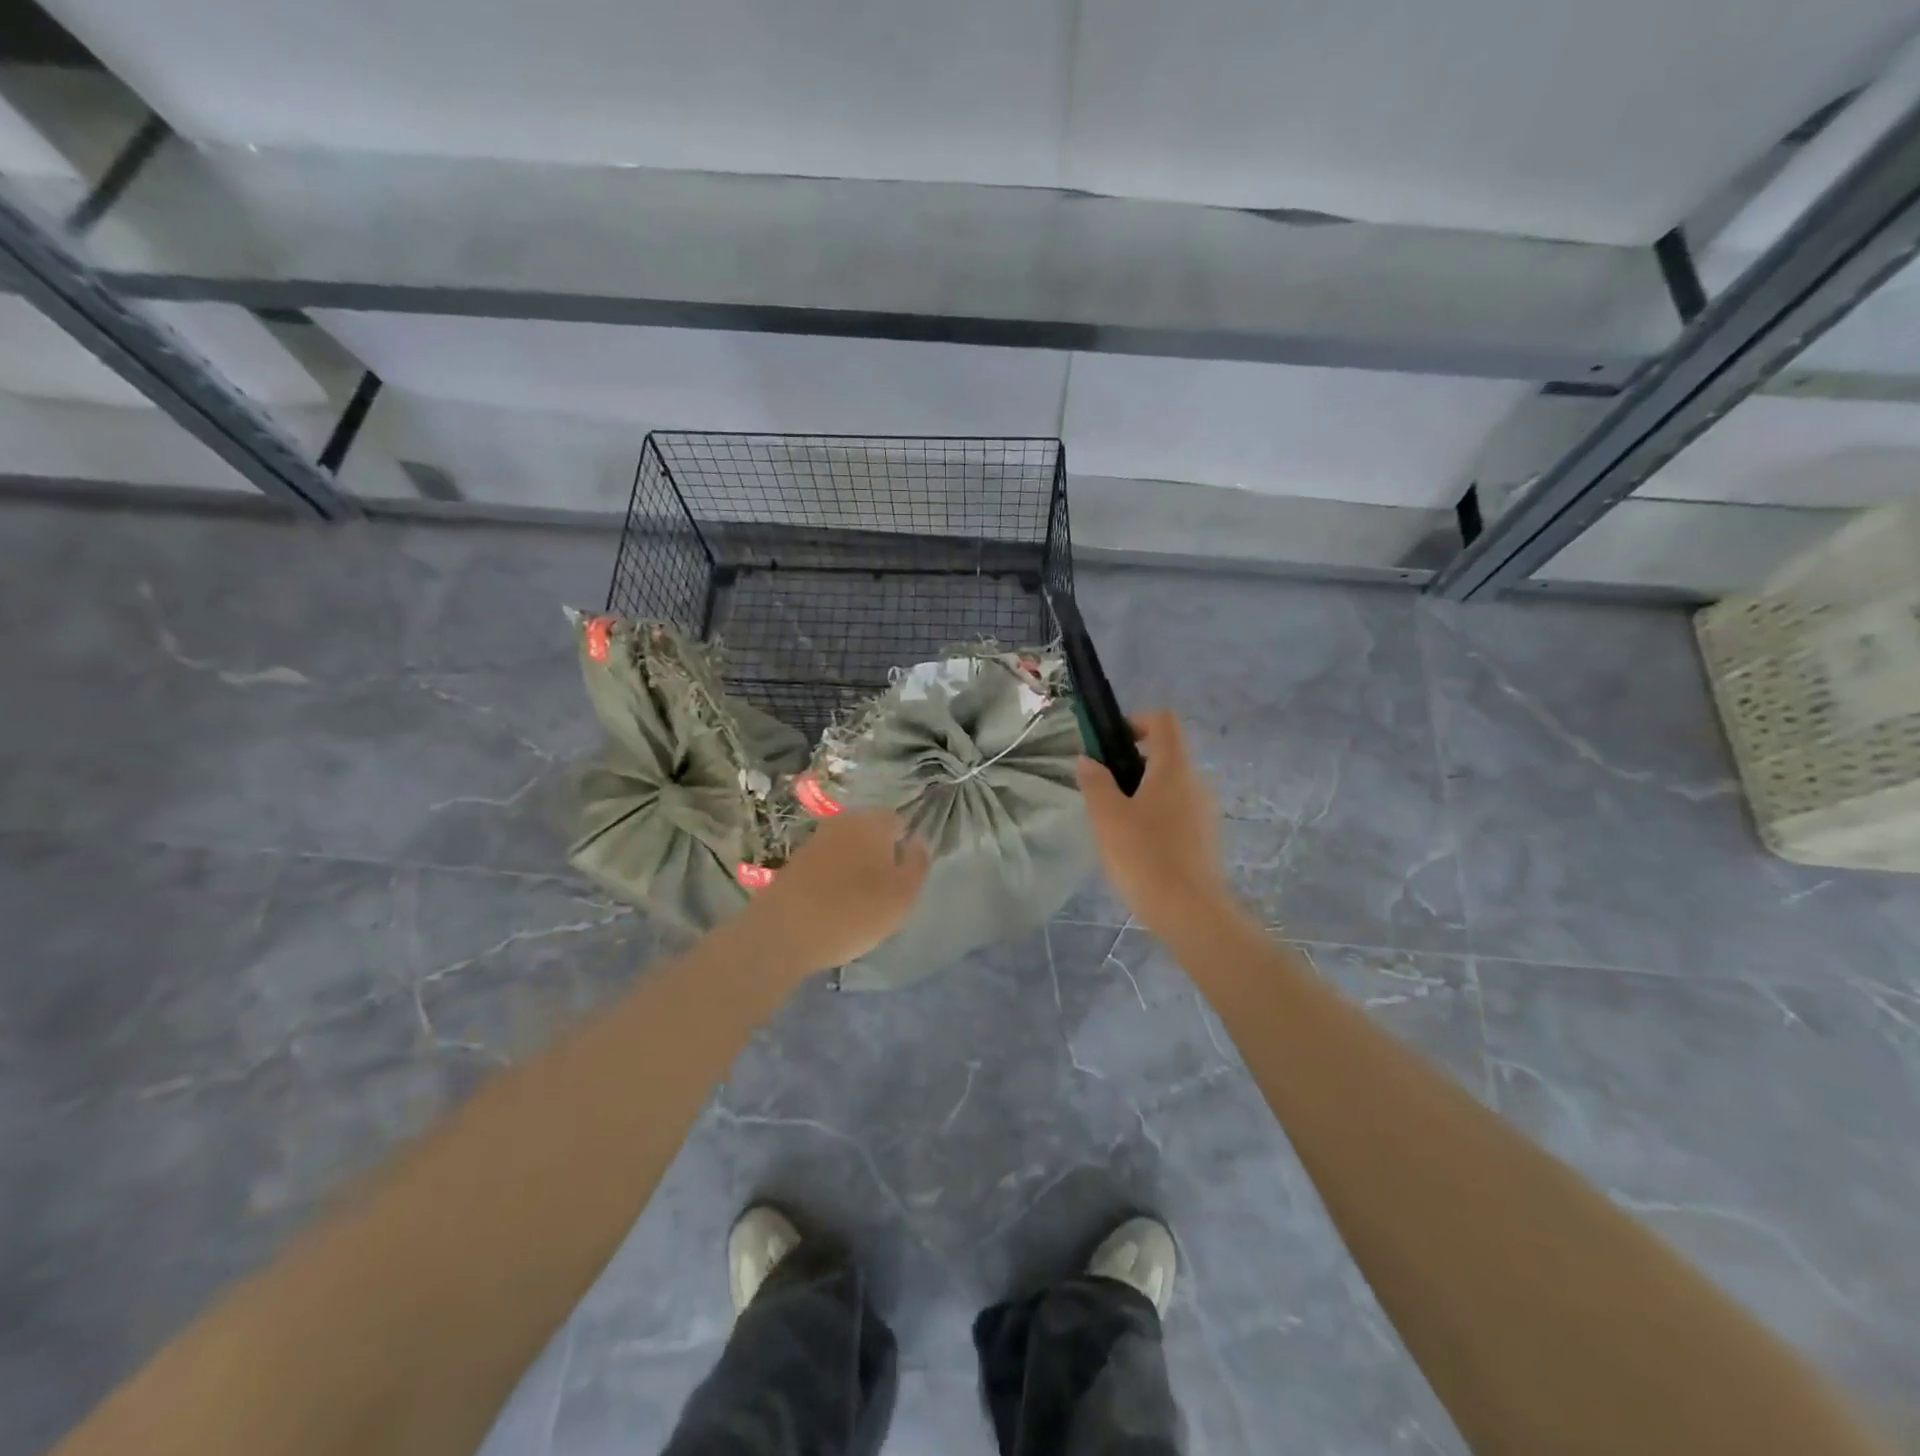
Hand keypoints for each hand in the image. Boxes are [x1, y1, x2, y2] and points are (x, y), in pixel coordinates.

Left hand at [737, 811, 929, 977]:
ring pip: (848, 848)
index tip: (906, 875)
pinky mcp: (795, 861)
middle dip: (881, 854)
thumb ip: (917, 863)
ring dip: (856, 867)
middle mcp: (843, 822)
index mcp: (873, 822)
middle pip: (872, 833)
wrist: (783, 933)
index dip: (906, 846)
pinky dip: (834, 878)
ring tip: (861, 901)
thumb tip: (919, 841)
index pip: (898, 822)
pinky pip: (827, 864)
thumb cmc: (854, 912)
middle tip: (887, 890)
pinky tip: (835, 904)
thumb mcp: (902, 895)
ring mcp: (816, 840)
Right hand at [1076, 711, 1232, 934]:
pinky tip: (1137, 848)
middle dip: (1133, 763)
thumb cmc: (1144, 855)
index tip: (1111, 744)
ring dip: (1144, 793)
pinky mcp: (1207, 838)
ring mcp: (1206, 811)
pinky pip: (1178, 812)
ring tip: (1116, 824)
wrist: (1190, 912)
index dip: (1136, 721)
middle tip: (1104, 790)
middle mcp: (1196, 782)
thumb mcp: (1107, 816)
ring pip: (1171, 786)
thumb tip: (1088, 760)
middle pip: (1166, 754)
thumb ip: (1096, 782)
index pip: (1163, 721)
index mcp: (1174, 768)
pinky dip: (1157, 817)